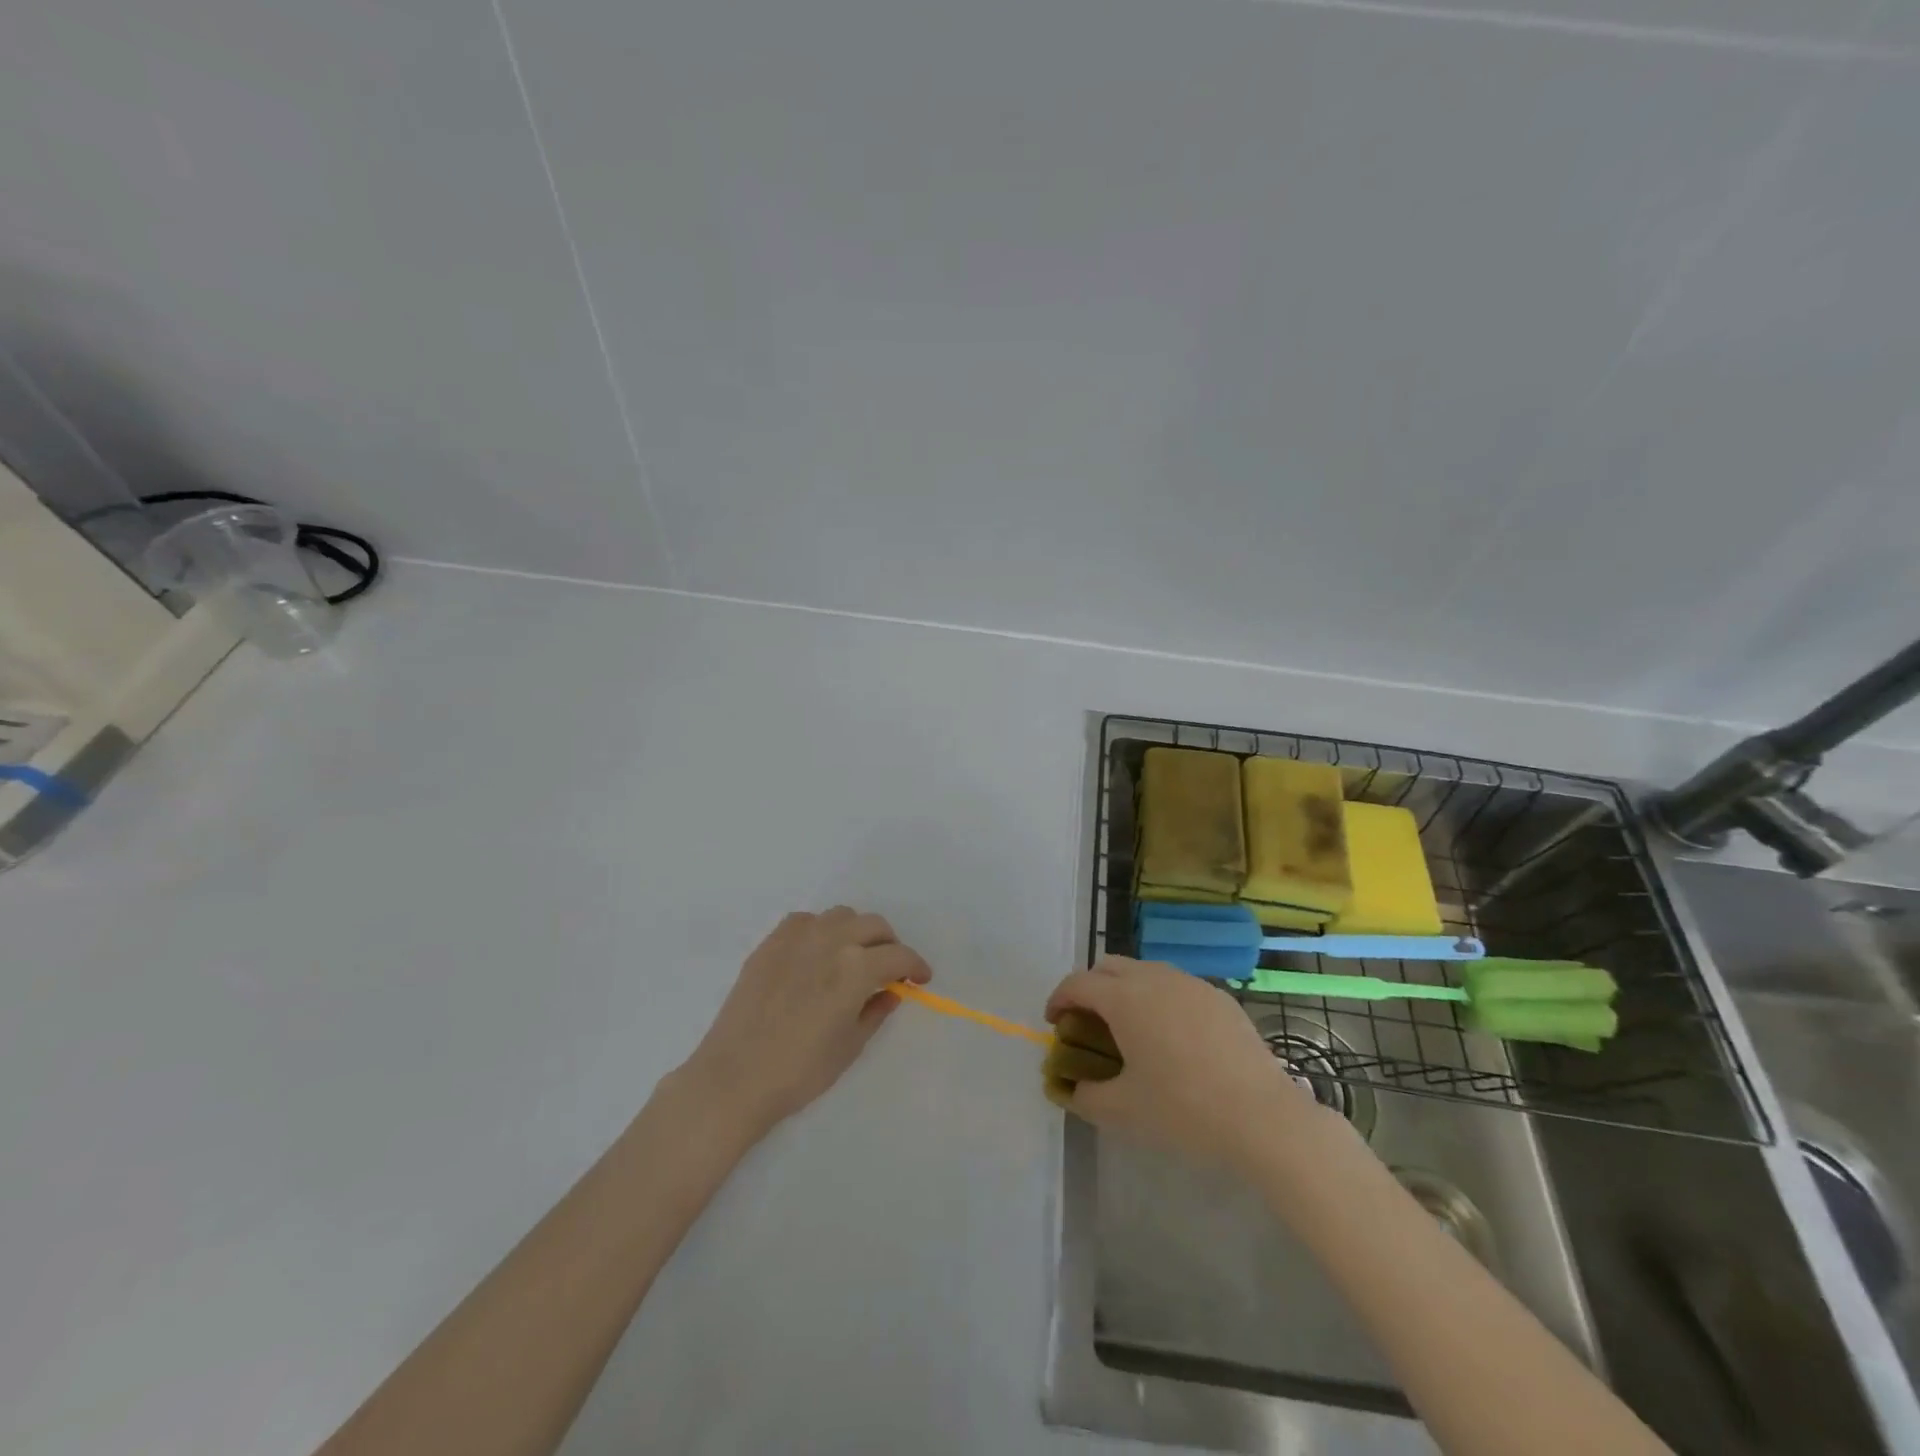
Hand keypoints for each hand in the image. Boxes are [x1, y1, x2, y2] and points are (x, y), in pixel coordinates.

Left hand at [675, 907, 931, 1137]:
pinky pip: (806, 921)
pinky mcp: (771, 942)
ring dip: (857, 931)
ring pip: (841, 916)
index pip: (898, 956)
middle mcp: (831, 940)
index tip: (921, 978)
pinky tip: (818, 953)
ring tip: (854, 956)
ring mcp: (797, 937)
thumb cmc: (800, 1070)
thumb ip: (876, 1011)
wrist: (735, 1076)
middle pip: (873, 925)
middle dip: (889, 945)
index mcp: (856, 967)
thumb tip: (892, 991)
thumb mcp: (850, 1046)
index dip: (916, 966)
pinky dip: (822, 930)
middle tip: (890, 969)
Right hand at [1045, 957, 1320, 1171]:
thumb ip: (1085, 1095)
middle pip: (1108, 966)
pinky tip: (1171, 1037)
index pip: (1077, 983)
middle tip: (1088, 1024)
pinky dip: (1159, 999)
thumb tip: (1069, 1087)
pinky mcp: (1218, 996)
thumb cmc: (1183, 1109)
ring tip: (1130, 1029)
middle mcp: (1154, 978)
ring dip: (1125, 990)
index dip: (1059, 999)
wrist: (1262, 1117)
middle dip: (1090, 988)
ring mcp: (1190, 983)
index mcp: (1124, 998)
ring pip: (1144, 971)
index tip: (1055, 1023)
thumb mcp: (1122, 1110)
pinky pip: (1175, 986)